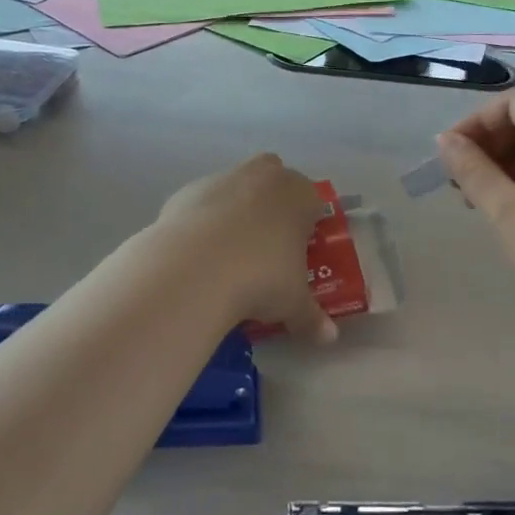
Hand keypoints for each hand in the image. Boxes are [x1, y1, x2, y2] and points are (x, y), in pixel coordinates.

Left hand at [157, 154, 338, 341]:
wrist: (193, 268)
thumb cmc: (260, 278)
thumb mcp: (292, 303)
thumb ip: (311, 317)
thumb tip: (328, 336)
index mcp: (299, 195)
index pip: (313, 201)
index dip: (308, 225)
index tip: (299, 252)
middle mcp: (263, 177)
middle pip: (274, 180)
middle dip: (273, 204)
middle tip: (267, 245)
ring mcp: (222, 179)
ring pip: (236, 188)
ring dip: (236, 210)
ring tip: (228, 255)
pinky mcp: (187, 191)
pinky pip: (202, 203)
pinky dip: (203, 221)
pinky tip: (198, 254)